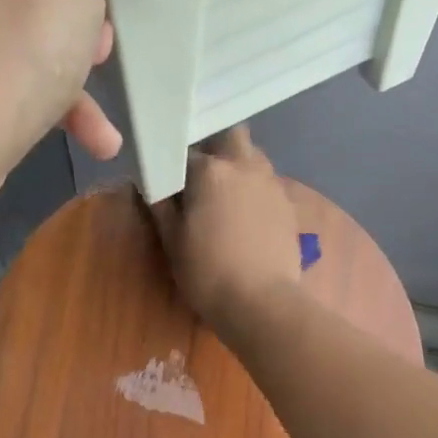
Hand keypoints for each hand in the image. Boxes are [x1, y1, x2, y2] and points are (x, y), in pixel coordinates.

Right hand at [150, 126, 304, 336]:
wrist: (261, 302)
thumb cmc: (208, 273)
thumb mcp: (173, 242)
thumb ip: (160, 206)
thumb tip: (150, 183)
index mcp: (211, 170)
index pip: (184, 151)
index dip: (173, 165)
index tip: (167, 181)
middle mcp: (245, 164)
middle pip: (229, 135)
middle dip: (214, 146)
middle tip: (199, 177)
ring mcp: (271, 183)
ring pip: (252, 157)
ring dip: (236, 167)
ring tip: (222, 199)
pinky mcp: (287, 204)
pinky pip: (265, 184)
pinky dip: (252, 191)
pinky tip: (244, 219)